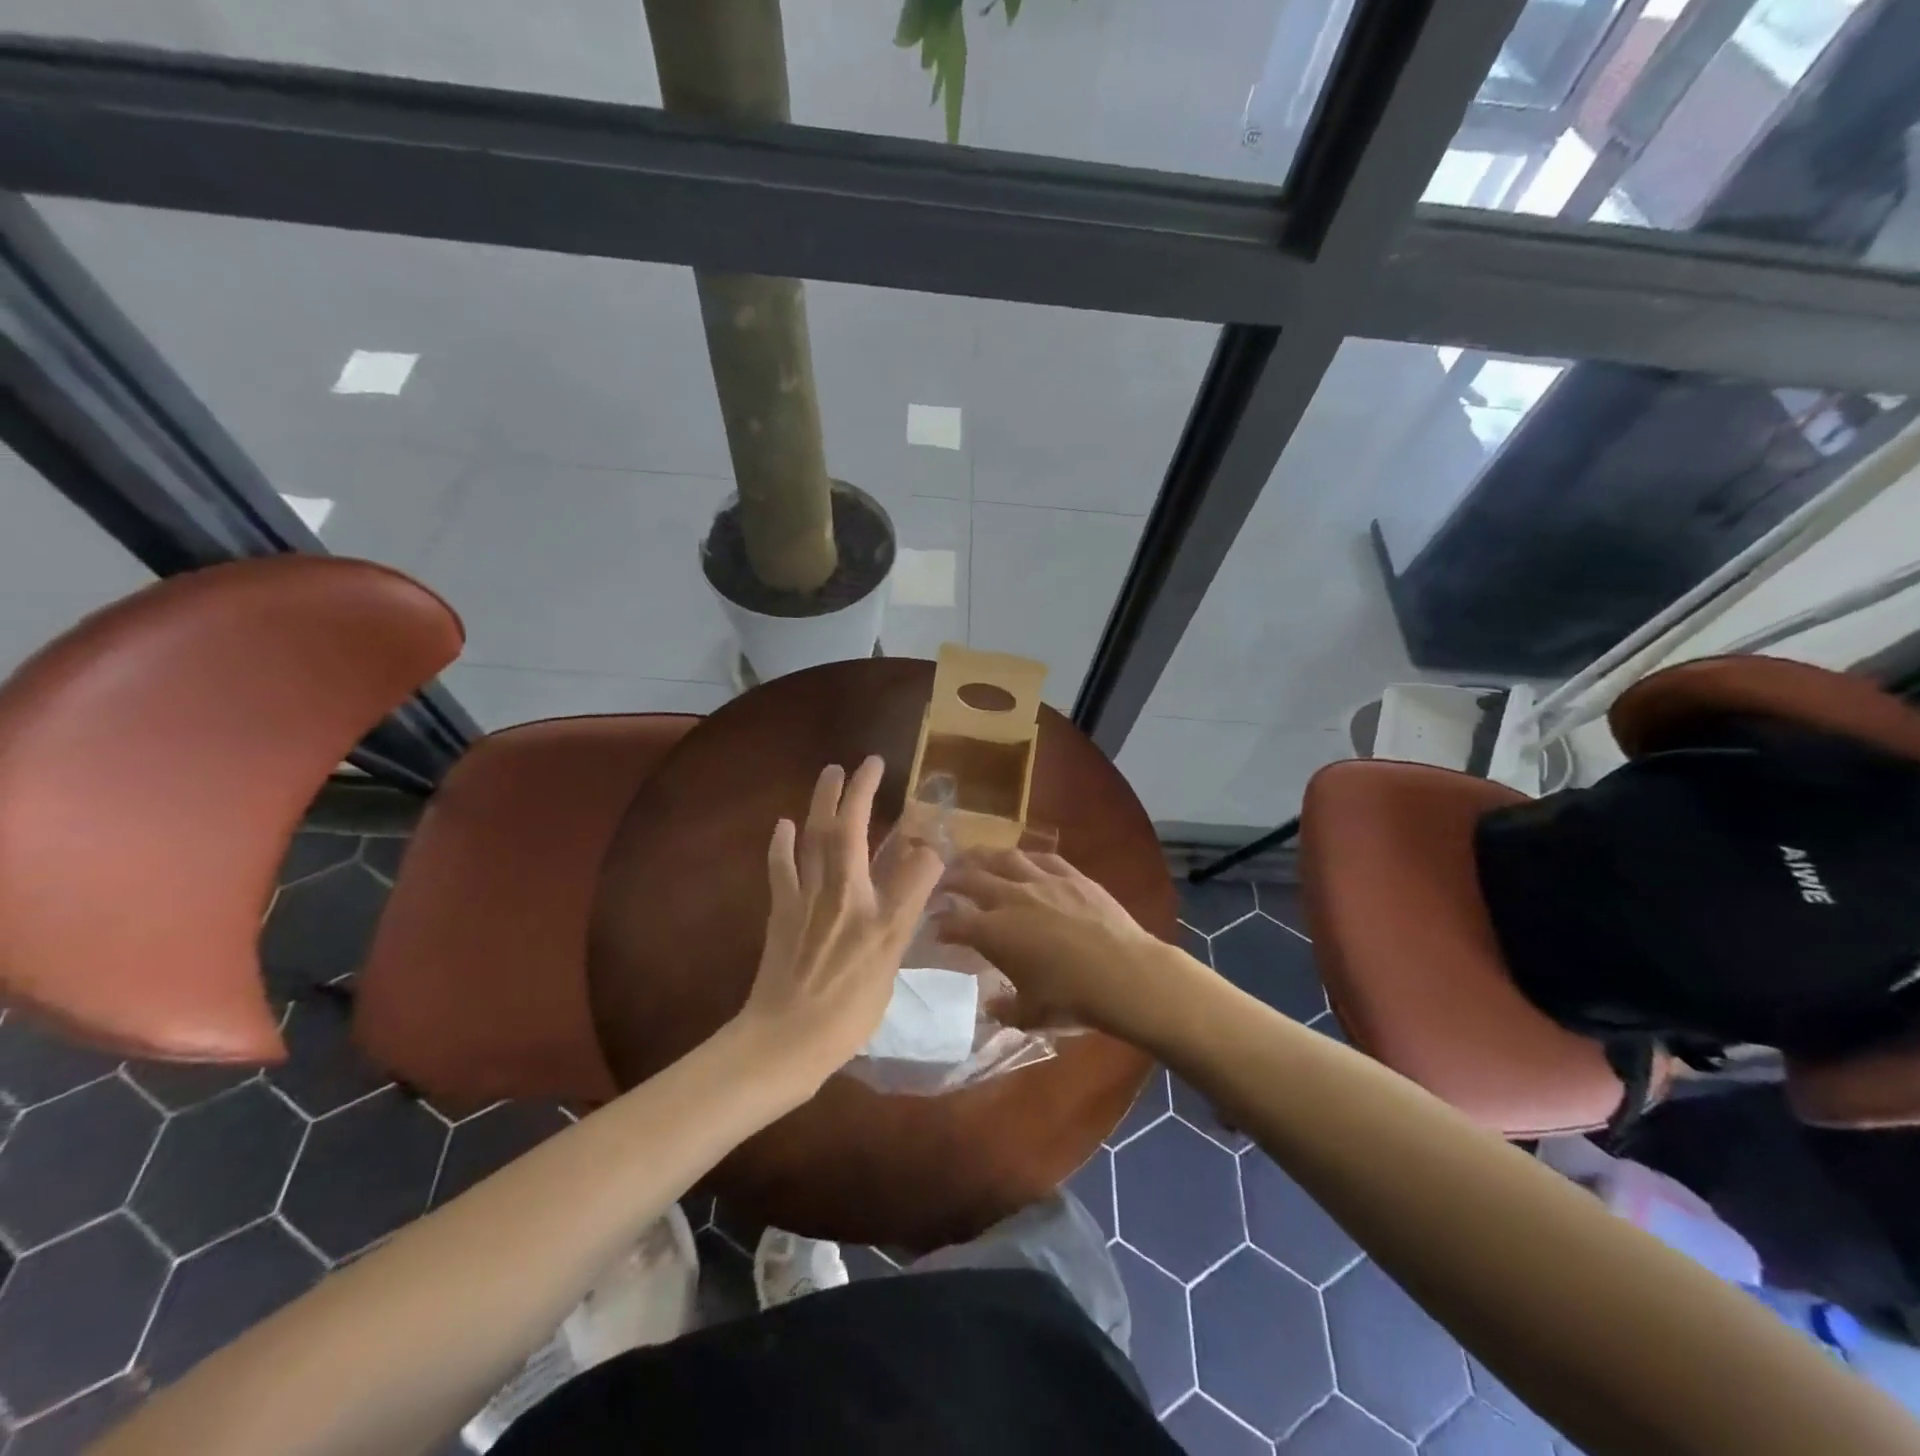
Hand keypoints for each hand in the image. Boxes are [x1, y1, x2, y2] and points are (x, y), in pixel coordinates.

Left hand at [733, 756, 944, 1091]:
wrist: (787, 1039)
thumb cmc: (848, 1008)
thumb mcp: (890, 960)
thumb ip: (909, 906)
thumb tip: (927, 859)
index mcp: (870, 905)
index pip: (897, 854)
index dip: (907, 827)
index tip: (914, 804)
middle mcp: (837, 891)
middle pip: (845, 829)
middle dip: (856, 791)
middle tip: (866, 763)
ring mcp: (805, 899)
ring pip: (813, 837)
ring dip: (822, 801)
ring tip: (830, 773)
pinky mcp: (782, 912)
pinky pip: (782, 867)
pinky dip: (783, 843)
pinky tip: (784, 824)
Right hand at [934, 849, 1199, 1045]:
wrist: (1125, 974)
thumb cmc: (1073, 999)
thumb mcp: (1032, 1015)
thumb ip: (1006, 1011)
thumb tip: (991, 1007)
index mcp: (994, 932)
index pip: (955, 921)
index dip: (941, 923)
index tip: (935, 926)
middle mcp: (1011, 898)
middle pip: (971, 879)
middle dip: (951, 879)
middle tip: (941, 881)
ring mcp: (1043, 881)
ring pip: (1004, 858)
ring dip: (983, 856)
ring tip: (973, 857)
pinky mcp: (1072, 875)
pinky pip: (1043, 858)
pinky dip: (1026, 858)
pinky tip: (1022, 860)